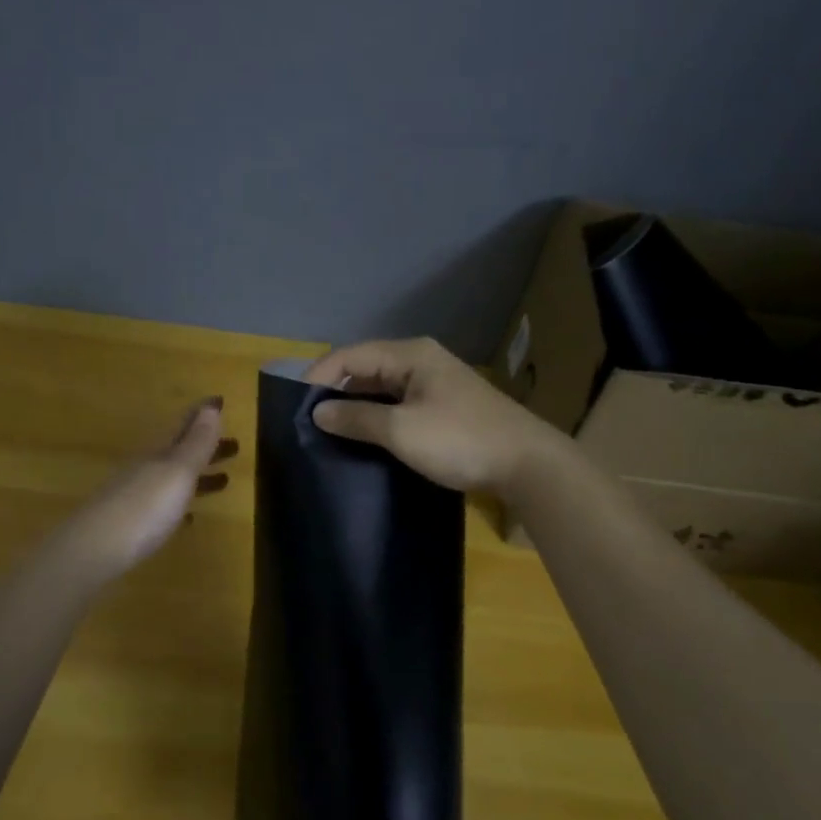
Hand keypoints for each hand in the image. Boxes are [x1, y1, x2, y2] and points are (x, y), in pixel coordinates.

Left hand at [60, 398, 237, 583]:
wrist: (94, 549)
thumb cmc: (144, 506)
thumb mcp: (177, 471)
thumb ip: (196, 442)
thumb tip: (211, 407)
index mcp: (159, 452)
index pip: (184, 425)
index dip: (203, 413)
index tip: (221, 401)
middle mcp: (147, 468)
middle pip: (180, 451)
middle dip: (206, 446)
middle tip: (235, 445)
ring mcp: (137, 496)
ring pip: (174, 478)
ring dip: (199, 475)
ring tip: (224, 480)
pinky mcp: (133, 524)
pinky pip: (163, 506)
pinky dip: (181, 505)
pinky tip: (190, 517)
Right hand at [304, 338, 563, 497]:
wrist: (527, 464)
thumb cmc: (460, 440)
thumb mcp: (401, 431)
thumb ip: (357, 418)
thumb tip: (318, 411)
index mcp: (410, 355)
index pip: (350, 354)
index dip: (318, 375)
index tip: (293, 404)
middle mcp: (421, 361)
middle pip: (366, 368)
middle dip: (336, 390)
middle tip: (307, 420)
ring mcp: (436, 384)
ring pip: (382, 388)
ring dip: (356, 406)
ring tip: (329, 430)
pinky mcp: (445, 407)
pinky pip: (399, 404)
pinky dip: (378, 417)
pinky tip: (365, 437)